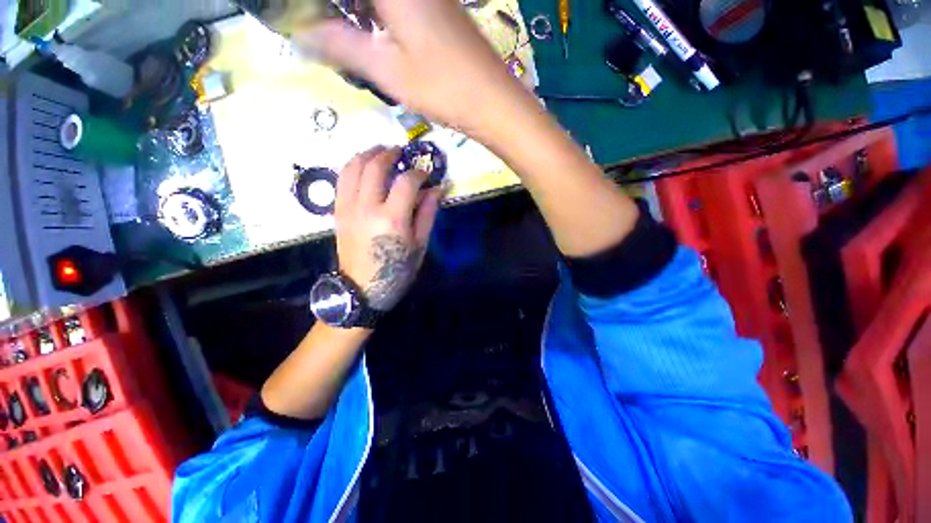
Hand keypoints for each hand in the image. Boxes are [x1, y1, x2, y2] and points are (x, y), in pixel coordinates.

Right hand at [295, 0, 530, 137]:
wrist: (493, 102)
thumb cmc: (443, 88)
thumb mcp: (388, 71)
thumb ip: (343, 46)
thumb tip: (303, 35)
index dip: (327, 7)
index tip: (309, 18)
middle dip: (343, 11)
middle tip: (327, 29)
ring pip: (382, 1)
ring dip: (359, 11)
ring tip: (343, 32)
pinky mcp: (440, 11)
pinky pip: (400, 4)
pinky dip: (380, 14)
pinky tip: (375, 35)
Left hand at [335, 147, 441, 311]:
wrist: (362, 288)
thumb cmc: (397, 270)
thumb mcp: (419, 245)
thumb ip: (427, 214)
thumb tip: (437, 189)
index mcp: (392, 219)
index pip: (406, 182)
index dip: (418, 173)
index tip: (425, 173)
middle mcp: (366, 207)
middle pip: (375, 166)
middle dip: (389, 154)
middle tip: (400, 151)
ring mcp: (348, 208)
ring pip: (353, 167)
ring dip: (367, 154)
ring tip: (379, 151)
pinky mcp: (338, 211)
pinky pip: (341, 179)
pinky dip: (352, 166)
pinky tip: (362, 166)